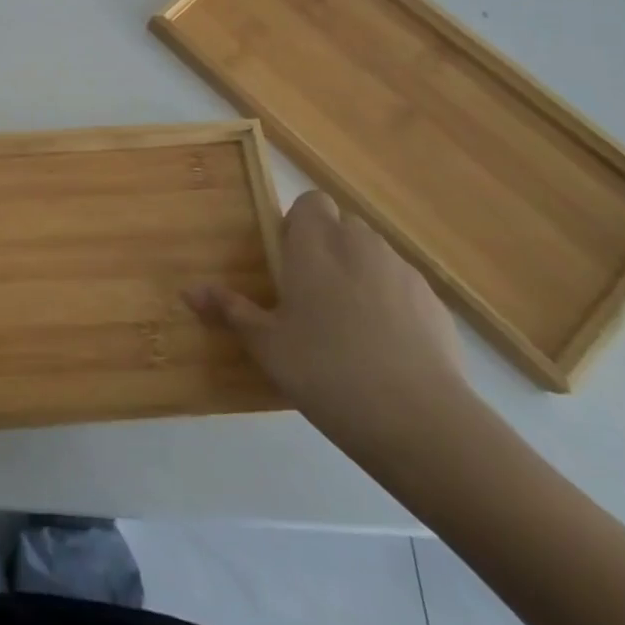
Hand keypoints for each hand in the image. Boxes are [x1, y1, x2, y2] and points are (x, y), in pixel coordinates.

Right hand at [184, 191, 469, 454]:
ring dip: (359, 272)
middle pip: (343, 225)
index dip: (299, 223)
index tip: (288, 260)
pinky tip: (385, 348)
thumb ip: (230, 310)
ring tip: (348, 322)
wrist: (420, 421)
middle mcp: (360, 245)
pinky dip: (392, 302)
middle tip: (311, 292)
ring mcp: (403, 272)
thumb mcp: (267, 345)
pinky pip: (403, 287)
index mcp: (316, 245)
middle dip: (328, 247)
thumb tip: (189, 290)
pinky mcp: (435, 305)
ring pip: (374, 254)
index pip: (310, 202)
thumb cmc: (326, 371)